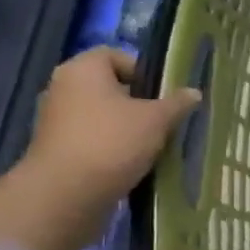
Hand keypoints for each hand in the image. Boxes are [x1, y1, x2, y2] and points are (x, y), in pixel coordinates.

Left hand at [23, 47, 201, 210]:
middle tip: (164, 119)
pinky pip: (92, 138)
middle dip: (138, 102)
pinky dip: (111, 146)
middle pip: (109, 86)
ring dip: (126, 127)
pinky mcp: (56, 149)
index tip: (165, 93)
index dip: (144, 70)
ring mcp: (55, 120)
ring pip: (101, 115)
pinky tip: (132, 162)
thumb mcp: (156, 120)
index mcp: (82, 69)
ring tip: (152, 144)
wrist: (65, 195)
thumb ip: (177, 104)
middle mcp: (63, 88)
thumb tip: (194, 92)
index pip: (116, 55)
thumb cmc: (112, 142)